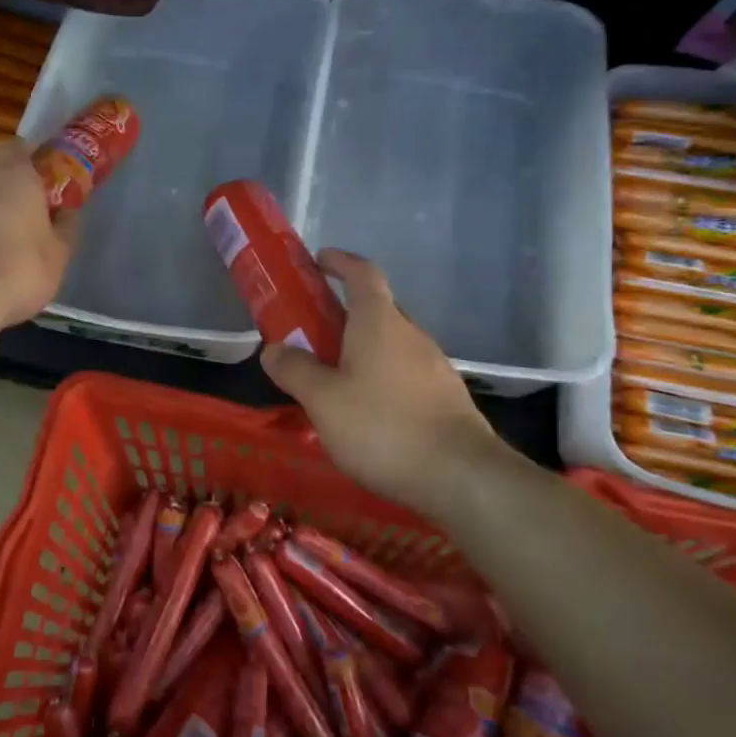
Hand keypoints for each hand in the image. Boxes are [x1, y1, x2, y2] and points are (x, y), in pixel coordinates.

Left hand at [0, 139, 77, 330]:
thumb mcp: (60, 253)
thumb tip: (68, 212)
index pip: (17, 146)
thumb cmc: (21, 269)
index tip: (45, 169)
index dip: (31, 153)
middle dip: (5, 174)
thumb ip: (66, 227)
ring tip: (7, 229)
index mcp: (14, 177)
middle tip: (26, 197)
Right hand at [261, 250, 508, 512]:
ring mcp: (434, 365)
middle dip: (343, 314)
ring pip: (391, 344)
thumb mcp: (323, 400)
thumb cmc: (383, 427)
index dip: (340, 262)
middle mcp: (410, 334)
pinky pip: (405, 373)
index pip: (362, 274)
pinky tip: (367, 412)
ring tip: (333, 381)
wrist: (461, 476)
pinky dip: (381, 377)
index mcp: (379, 322)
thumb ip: (295, 370)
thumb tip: (274, 349)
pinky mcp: (446, 397)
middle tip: (311, 334)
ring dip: (362, 350)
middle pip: (376, 309)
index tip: (318, 261)